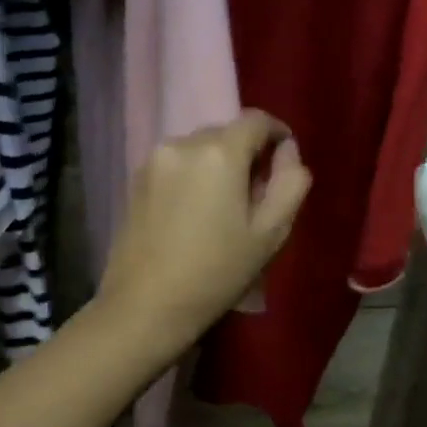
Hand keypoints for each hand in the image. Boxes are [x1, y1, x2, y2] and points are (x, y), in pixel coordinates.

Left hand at [98, 111, 311, 350]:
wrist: (146, 306)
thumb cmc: (217, 273)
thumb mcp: (271, 233)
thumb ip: (290, 183)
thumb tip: (288, 152)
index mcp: (219, 152)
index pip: (257, 120)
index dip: (278, 135)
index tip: (284, 161)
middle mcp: (183, 143)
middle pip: (226, 133)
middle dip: (246, 154)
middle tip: (256, 195)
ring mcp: (154, 159)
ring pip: (199, 148)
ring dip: (217, 165)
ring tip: (222, 207)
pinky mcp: (135, 179)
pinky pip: (176, 164)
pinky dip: (193, 176)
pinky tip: (194, 213)